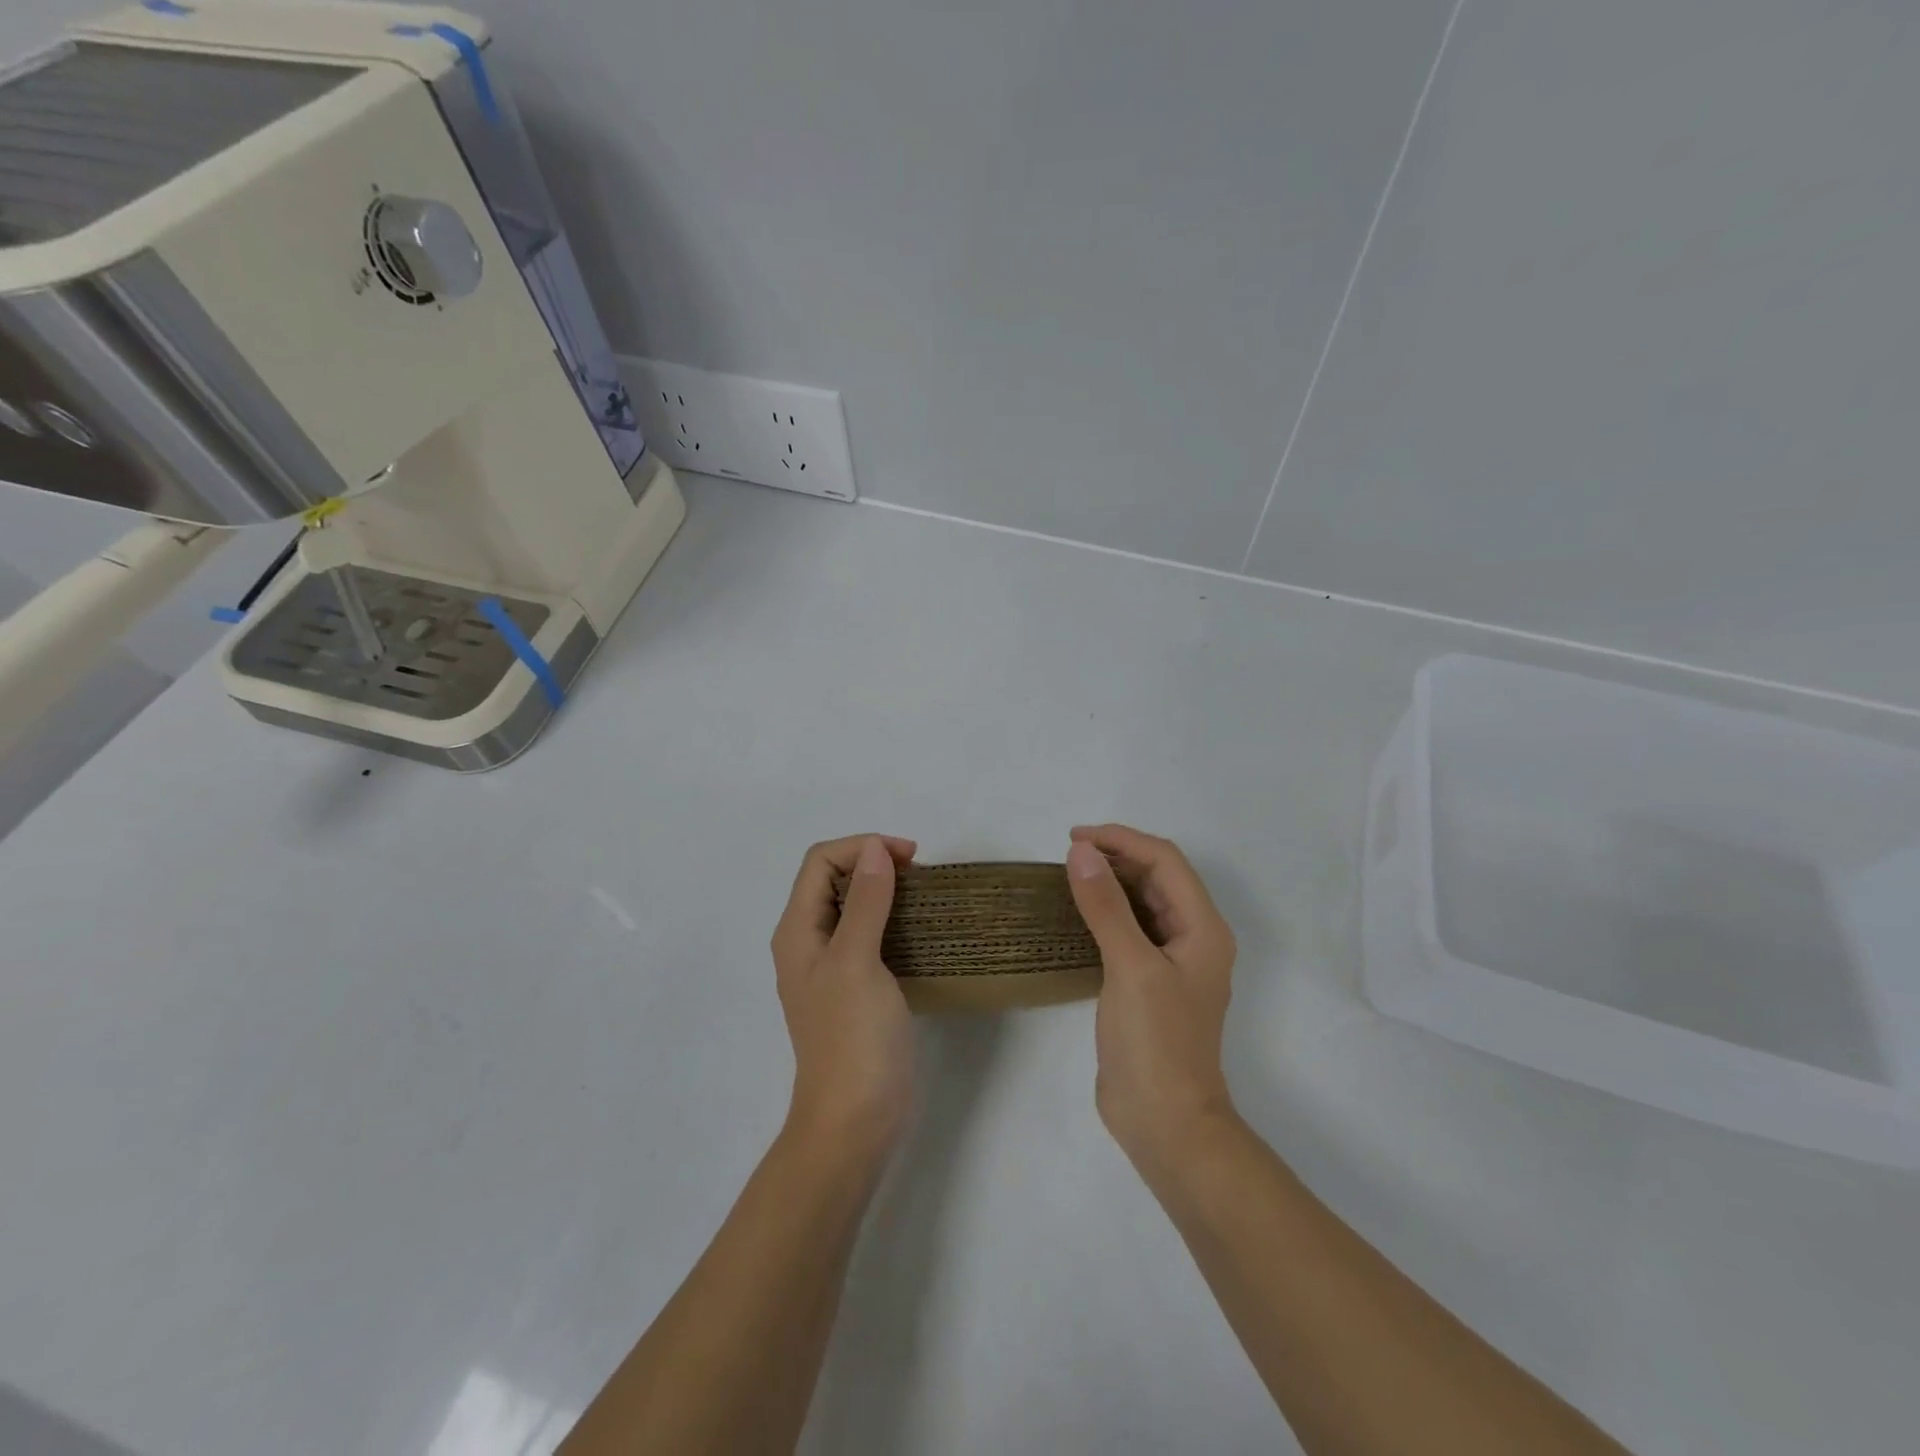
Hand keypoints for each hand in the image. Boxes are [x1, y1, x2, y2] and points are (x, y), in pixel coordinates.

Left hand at [771, 834, 918, 1156]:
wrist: (855, 1120)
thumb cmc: (852, 1037)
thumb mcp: (856, 961)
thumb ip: (866, 903)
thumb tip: (874, 850)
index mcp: (798, 931)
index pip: (821, 862)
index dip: (861, 847)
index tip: (909, 858)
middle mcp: (809, 943)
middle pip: (834, 880)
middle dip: (873, 864)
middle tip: (919, 875)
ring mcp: (833, 968)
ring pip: (854, 907)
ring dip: (885, 891)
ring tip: (924, 897)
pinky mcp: (857, 988)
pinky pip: (871, 936)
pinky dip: (893, 920)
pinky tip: (920, 931)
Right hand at [1066, 824, 1238, 1171]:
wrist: (1165, 1123)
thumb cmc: (1156, 1042)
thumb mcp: (1129, 966)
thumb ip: (1106, 905)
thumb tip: (1081, 851)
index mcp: (1203, 928)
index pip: (1165, 861)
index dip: (1122, 840)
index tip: (1074, 838)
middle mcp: (1193, 938)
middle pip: (1158, 877)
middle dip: (1117, 856)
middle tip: (1068, 854)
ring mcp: (1172, 962)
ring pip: (1144, 903)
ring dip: (1112, 882)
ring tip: (1070, 874)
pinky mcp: (1150, 983)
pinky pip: (1130, 930)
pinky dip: (1107, 912)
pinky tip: (1078, 913)